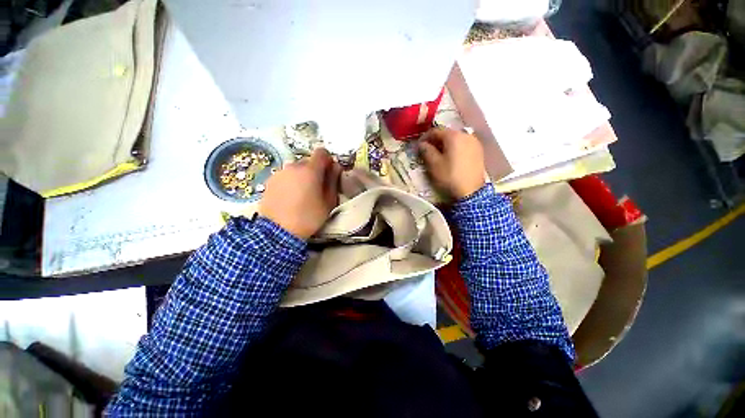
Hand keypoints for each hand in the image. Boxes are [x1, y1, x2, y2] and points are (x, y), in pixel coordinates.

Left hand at [259, 148, 341, 238]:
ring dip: (302, 176)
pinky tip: (290, 197)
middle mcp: (294, 166)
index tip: (329, 172)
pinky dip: (291, 181)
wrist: (278, 231)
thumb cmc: (309, 217)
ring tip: (302, 194)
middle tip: (317, 187)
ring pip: (296, 169)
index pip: (322, 152)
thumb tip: (336, 166)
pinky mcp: (270, 181)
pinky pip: (286, 176)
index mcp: (310, 170)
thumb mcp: (329, 202)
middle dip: (315, 170)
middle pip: (309, 161)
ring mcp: (280, 173)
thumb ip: (333, 181)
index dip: (328, 160)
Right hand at [419, 127, 485, 199]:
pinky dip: (455, 148)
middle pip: (447, 133)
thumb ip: (426, 151)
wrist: (471, 191)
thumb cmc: (450, 176)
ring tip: (439, 154)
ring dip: (446, 144)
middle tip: (428, 150)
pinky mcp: (479, 151)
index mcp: (453, 136)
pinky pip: (464, 145)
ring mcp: (474, 142)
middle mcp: (465, 134)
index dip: (425, 137)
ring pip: (456, 139)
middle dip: (436, 140)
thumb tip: (422, 144)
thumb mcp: (434, 164)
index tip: (419, 145)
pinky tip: (452, 157)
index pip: (436, 130)